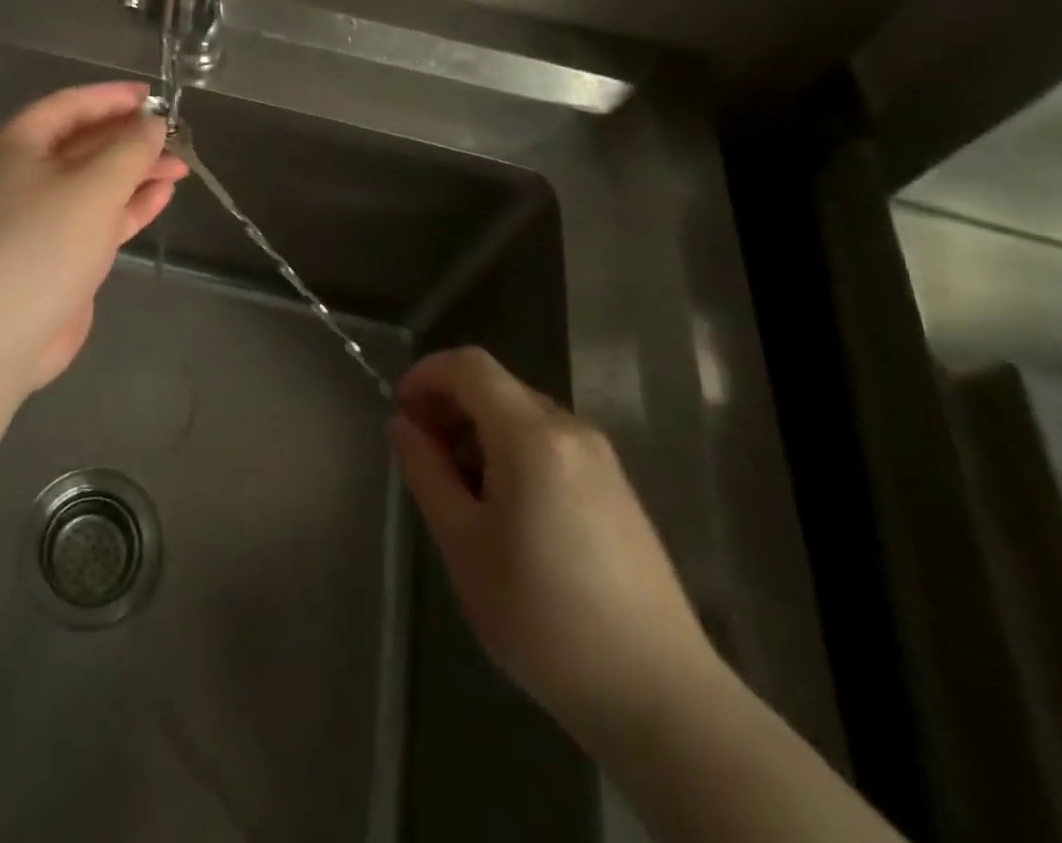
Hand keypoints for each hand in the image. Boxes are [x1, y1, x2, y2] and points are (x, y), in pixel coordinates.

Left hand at [0, 83, 187, 394]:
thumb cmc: (41, 244)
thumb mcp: (92, 187)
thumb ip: (129, 150)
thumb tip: (152, 124)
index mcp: (17, 148)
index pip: (68, 107)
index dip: (111, 98)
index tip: (153, 96)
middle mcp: (25, 177)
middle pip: (83, 145)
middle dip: (130, 139)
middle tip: (176, 136)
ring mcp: (40, 220)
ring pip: (94, 184)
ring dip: (135, 173)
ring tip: (181, 167)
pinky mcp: (56, 256)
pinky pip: (96, 220)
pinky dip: (128, 207)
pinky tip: (161, 198)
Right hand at [390, 346, 720, 746]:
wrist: (660, 696)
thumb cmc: (543, 616)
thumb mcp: (463, 544)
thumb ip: (426, 472)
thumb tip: (403, 425)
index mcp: (532, 435)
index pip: (469, 366)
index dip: (426, 375)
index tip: (401, 413)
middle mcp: (571, 430)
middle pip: (496, 386)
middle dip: (449, 406)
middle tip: (422, 455)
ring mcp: (601, 459)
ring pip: (522, 414)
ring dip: (479, 431)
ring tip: (458, 489)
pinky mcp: (617, 488)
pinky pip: (550, 442)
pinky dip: (512, 451)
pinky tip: (505, 509)